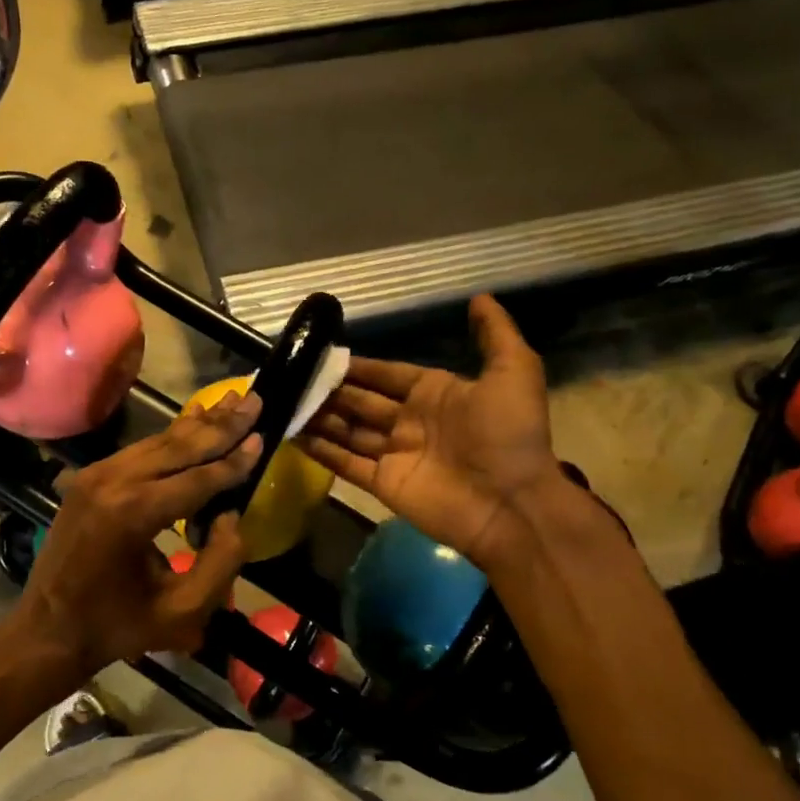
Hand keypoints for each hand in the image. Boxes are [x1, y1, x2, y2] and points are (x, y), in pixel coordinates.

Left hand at [10, 392, 263, 688]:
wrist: (48, 630)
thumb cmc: (118, 626)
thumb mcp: (182, 612)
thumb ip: (221, 563)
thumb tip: (232, 515)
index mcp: (133, 514)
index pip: (197, 478)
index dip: (234, 460)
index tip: (264, 435)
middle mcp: (112, 483)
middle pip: (178, 447)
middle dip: (221, 425)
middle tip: (255, 400)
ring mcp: (95, 476)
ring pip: (158, 442)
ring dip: (198, 424)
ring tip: (232, 401)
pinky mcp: (88, 478)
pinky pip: (139, 451)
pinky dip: (170, 436)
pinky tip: (192, 418)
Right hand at [300, 296, 570, 567]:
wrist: (511, 503)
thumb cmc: (509, 434)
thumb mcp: (513, 372)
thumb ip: (495, 334)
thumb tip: (479, 296)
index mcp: (434, 394)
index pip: (386, 375)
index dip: (358, 367)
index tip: (324, 356)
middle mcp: (409, 421)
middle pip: (361, 401)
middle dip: (331, 391)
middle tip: (294, 378)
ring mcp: (394, 454)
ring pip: (347, 430)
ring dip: (320, 418)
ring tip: (286, 403)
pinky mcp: (382, 484)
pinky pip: (345, 464)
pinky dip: (321, 452)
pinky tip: (293, 436)